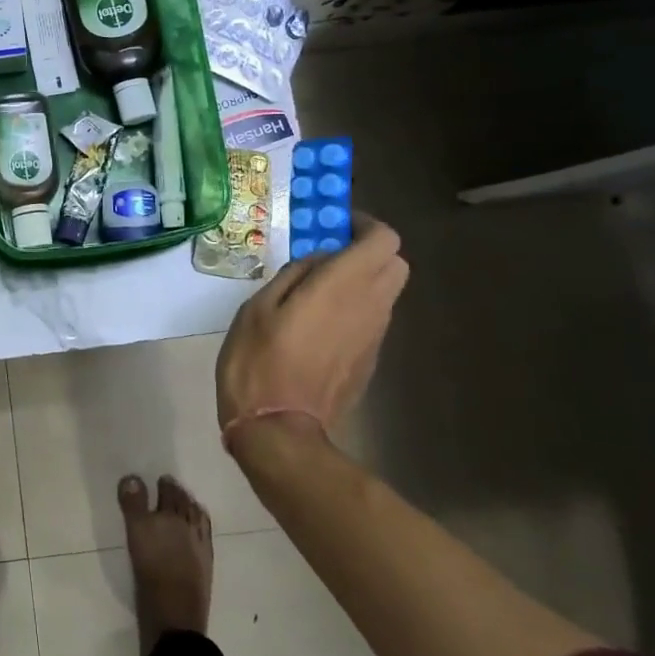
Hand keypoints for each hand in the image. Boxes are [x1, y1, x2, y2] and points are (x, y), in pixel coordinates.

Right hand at [216, 212, 408, 450]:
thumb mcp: (258, 307)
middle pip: (396, 264)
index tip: (334, 227)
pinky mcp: (369, 361)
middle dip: (369, 252)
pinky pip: (372, 320)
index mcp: (343, 286)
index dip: (365, 225)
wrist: (279, 430)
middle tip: (328, 257)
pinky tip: (318, 325)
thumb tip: (318, 261)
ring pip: (387, 293)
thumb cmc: (259, 361)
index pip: (384, 240)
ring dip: (362, 282)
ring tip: (317, 291)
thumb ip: (294, 274)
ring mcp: (374, 337)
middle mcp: (370, 307)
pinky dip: (356, 309)